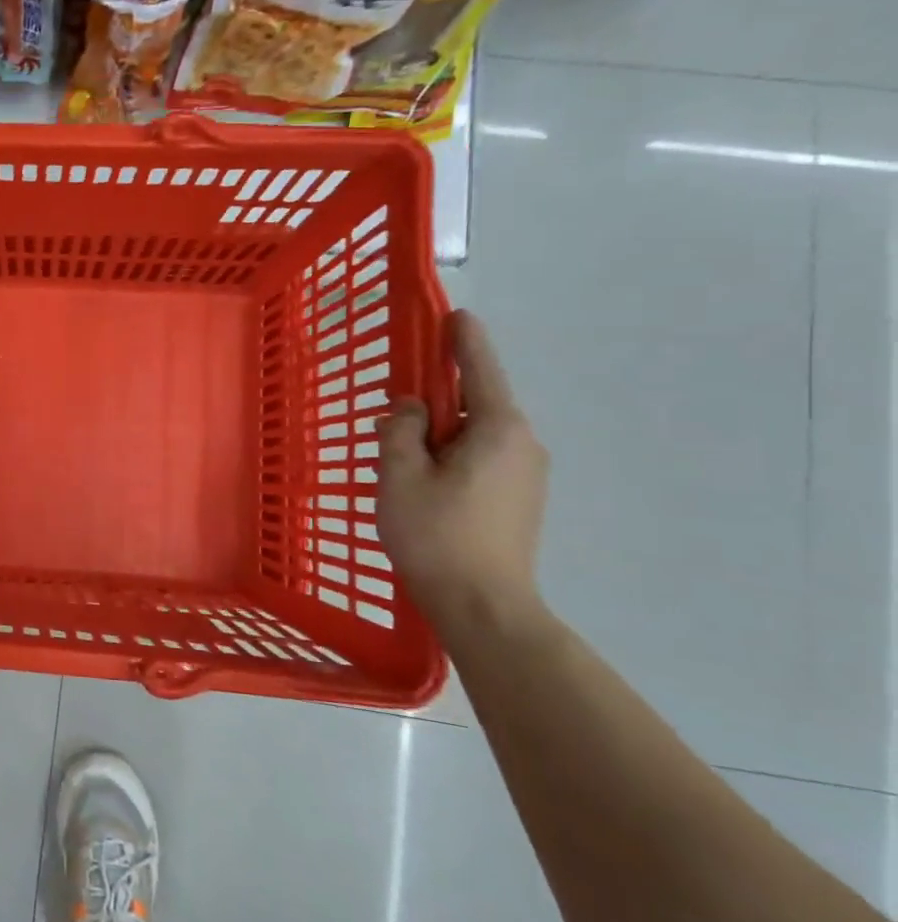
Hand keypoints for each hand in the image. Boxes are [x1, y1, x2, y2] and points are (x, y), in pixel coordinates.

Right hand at [379, 311, 548, 624]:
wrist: (484, 607)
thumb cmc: (436, 535)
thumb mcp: (400, 476)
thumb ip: (400, 430)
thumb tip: (410, 409)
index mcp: (498, 430)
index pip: (480, 370)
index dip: (463, 341)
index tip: (456, 314)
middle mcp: (523, 444)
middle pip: (476, 403)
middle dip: (436, 400)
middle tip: (394, 412)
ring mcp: (527, 474)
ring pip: (475, 435)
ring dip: (439, 433)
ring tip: (400, 458)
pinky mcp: (520, 500)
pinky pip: (481, 459)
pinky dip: (450, 455)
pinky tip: (422, 482)